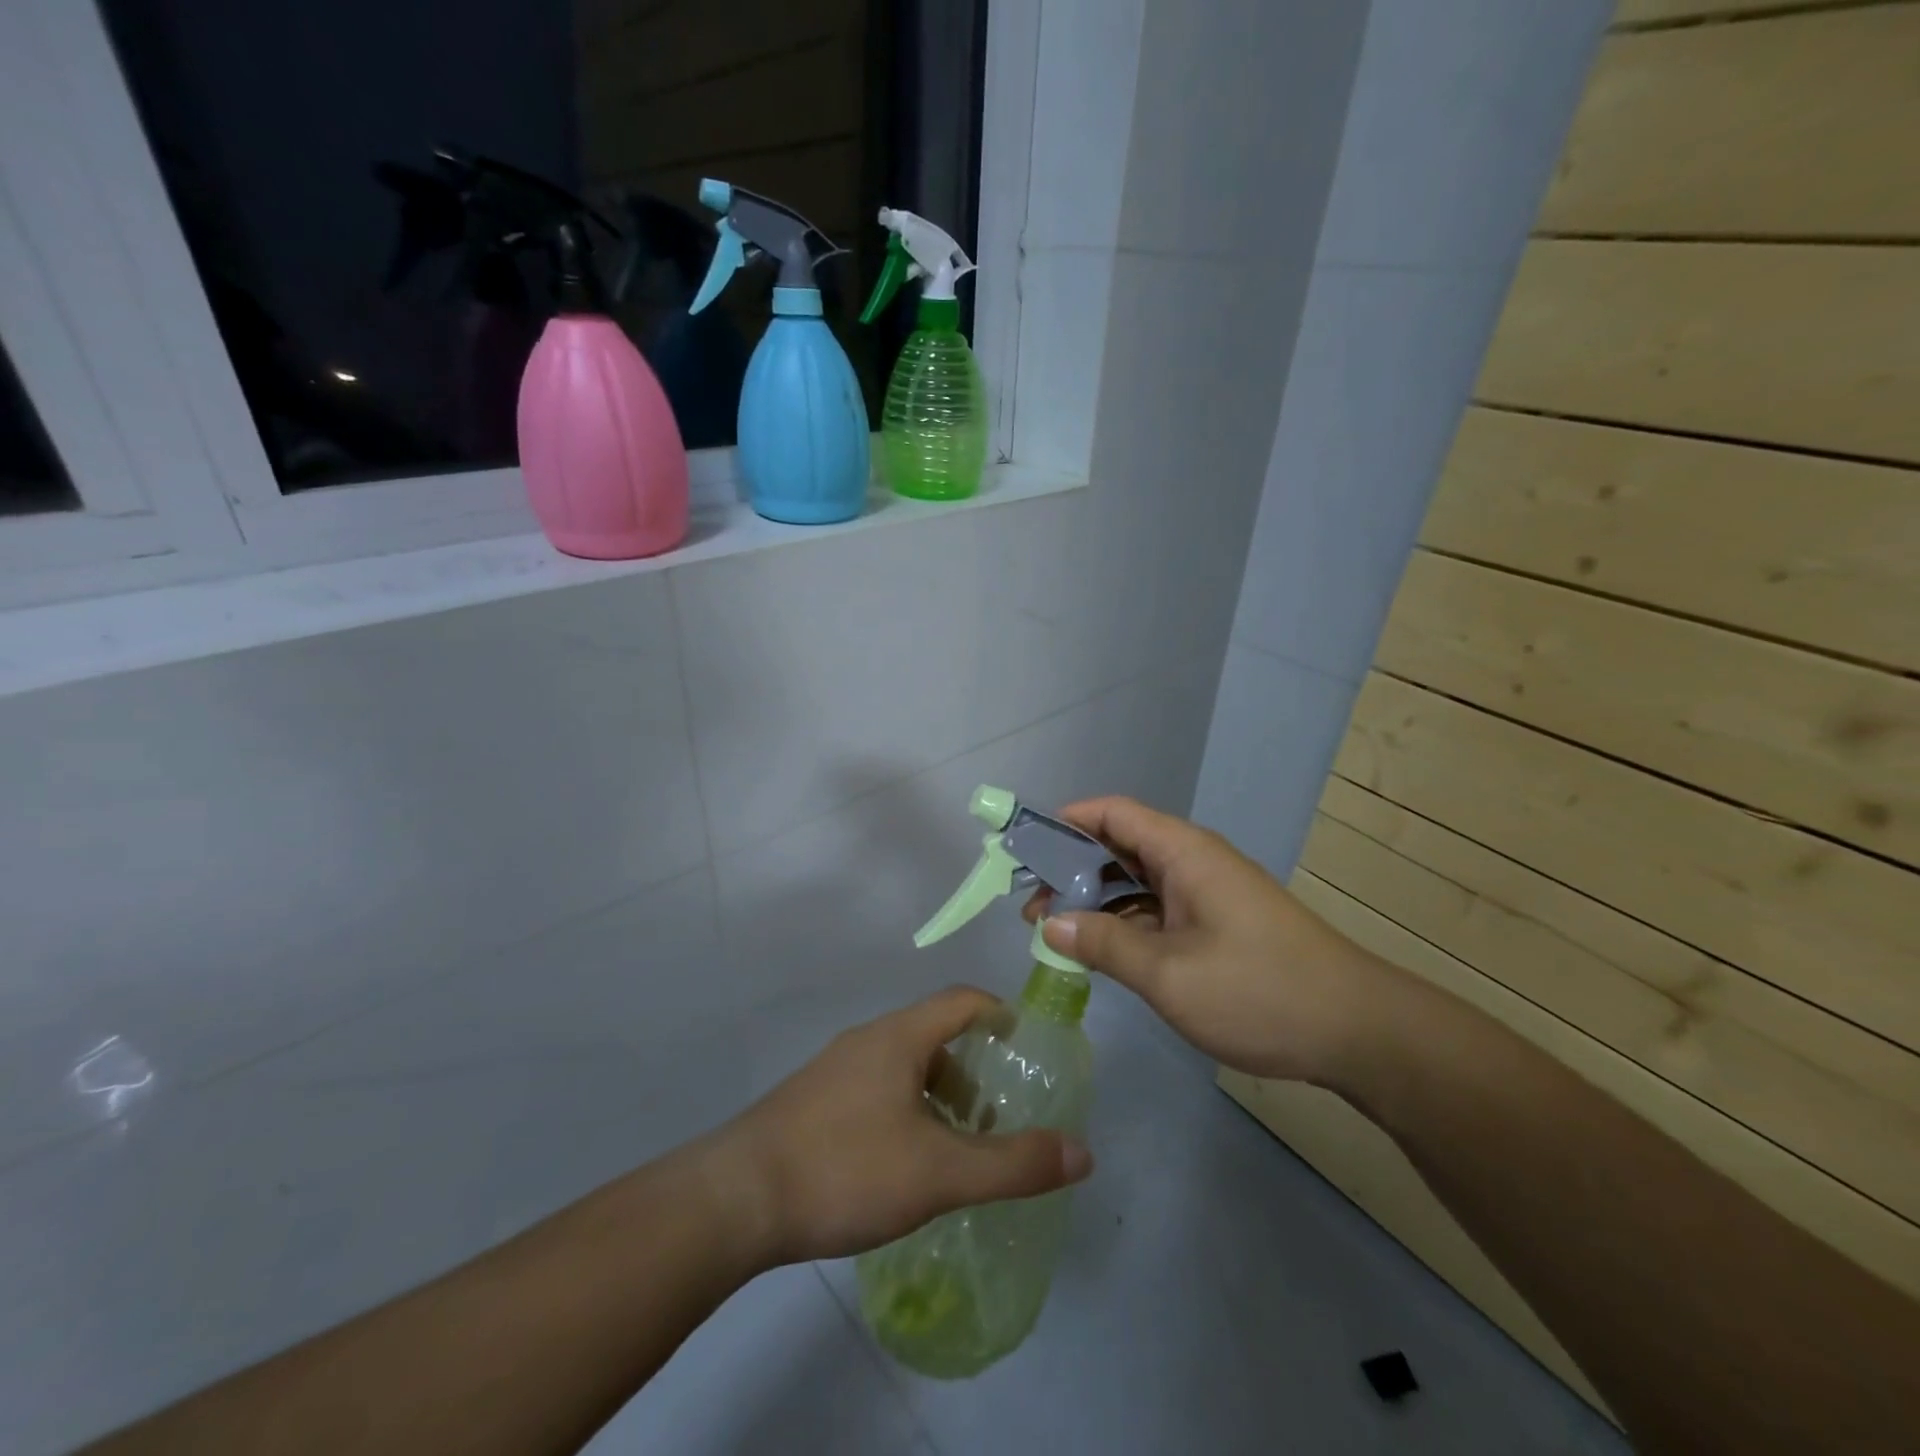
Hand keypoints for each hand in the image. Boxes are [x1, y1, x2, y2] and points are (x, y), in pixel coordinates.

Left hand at [713, 988, 1092, 1265]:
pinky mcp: (811, 1101)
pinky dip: (904, 1109)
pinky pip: (873, 1088)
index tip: (1025, 1043)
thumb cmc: (845, 1168)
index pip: (962, 1000)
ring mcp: (834, 1070)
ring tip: (951, 1145)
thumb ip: (1012, 1164)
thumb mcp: (939, 1173)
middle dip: (970, 1068)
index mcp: (899, 1037)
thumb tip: (1082, 1152)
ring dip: (936, 1093)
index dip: (999, 1012)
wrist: (735, 1199)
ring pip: (901, 1064)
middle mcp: (866, 1040)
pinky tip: (900, 1163)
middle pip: (933, 1034)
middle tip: (993, 1115)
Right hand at [1026, 796, 1393, 1084]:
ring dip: (1096, 900)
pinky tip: (1102, 951)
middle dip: (1071, 869)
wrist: (1358, 1031)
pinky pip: (1158, 908)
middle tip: (1031, 906)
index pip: (1112, 813)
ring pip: (1137, 881)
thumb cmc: (1259, 990)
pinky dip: (1125, 922)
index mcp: (1183, 853)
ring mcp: (1208, 893)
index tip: (1025, 850)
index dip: (1065, 822)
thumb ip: (1105, 945)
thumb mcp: (1169, 973)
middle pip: (1120, 845)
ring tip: (1055, 931)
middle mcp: (1193, 862)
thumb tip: (1051, 925)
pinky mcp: (1218, 923)